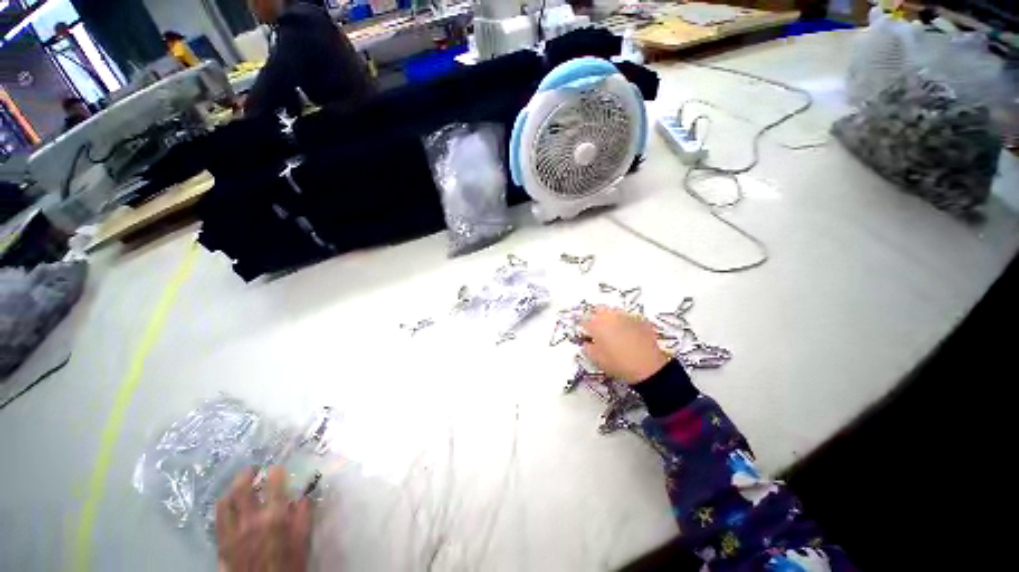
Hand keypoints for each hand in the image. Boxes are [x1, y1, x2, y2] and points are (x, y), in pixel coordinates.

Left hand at [216, 466, 311, 571]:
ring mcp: (232, 532)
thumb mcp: (301, 543)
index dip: (276, 472)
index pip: (274, 485)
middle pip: (242, 489)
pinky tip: (227, 506)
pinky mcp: (221, 544)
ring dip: (231, 489)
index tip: (278, 467)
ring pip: (225, 503)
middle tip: (253, 468)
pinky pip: (217, 519)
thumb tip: (303, 497)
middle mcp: (250, 520)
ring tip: (237, 485)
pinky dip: (222, 507)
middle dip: (247, 474)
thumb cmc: (287, 566)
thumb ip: (302, 518)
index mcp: (274, 518)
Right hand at [580, 308, 670, 384]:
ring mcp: (626, 316)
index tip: (586, 334)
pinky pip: (627, 318)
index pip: (583, 320)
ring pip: (613, 312)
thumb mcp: (597, 360)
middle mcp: (610, 315)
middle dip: (596, 318)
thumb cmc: (618, 364)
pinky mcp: (640, 320)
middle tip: (598, 330)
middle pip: (598, 310)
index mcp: (596, 324)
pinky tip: (627, 334)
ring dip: (610, 318)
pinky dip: (624, 323)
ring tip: (613, 331)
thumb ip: (588, 348)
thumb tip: (587, 343)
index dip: (584, 328)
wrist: (649, 368)